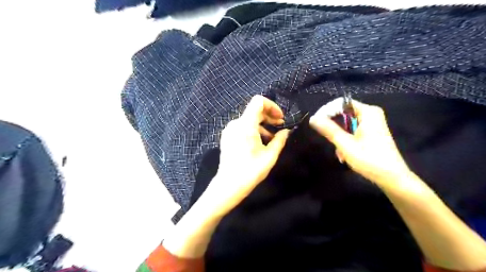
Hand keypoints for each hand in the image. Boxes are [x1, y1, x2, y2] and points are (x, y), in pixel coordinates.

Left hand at [207, 95, 289, 213]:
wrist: (229, 185)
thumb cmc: (251, 171)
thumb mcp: (270, 156)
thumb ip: (280, 140)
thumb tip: (286, 131)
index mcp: (246, 125)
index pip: (258, 102)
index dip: (272, 106)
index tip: (280, 118)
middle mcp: (235, 124)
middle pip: (254, 110)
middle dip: (269, 116)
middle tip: (280, 126)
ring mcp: (229, 130)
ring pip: (248, 119)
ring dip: (262, 125)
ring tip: (272, 138)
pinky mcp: (227, 137)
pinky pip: (242, 127)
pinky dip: (253, 130)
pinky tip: (260, 142)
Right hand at [309, 99, 406, 186]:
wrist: (392, 178)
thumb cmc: (369, 159)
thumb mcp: (345, 144)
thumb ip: (329, 129)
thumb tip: (313, 118)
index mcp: (367, 112)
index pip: (340, 103)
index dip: (326, 111)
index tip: (316, 124)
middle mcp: (370, 114)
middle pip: (343, 113)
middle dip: (334, 128)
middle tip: (329, 141)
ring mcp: (372, 123)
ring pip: (346, 124)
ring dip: (339, 137)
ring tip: (340, 152)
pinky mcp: (371, 132)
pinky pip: (352, 130)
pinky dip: (346, 140)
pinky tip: (345, 154)